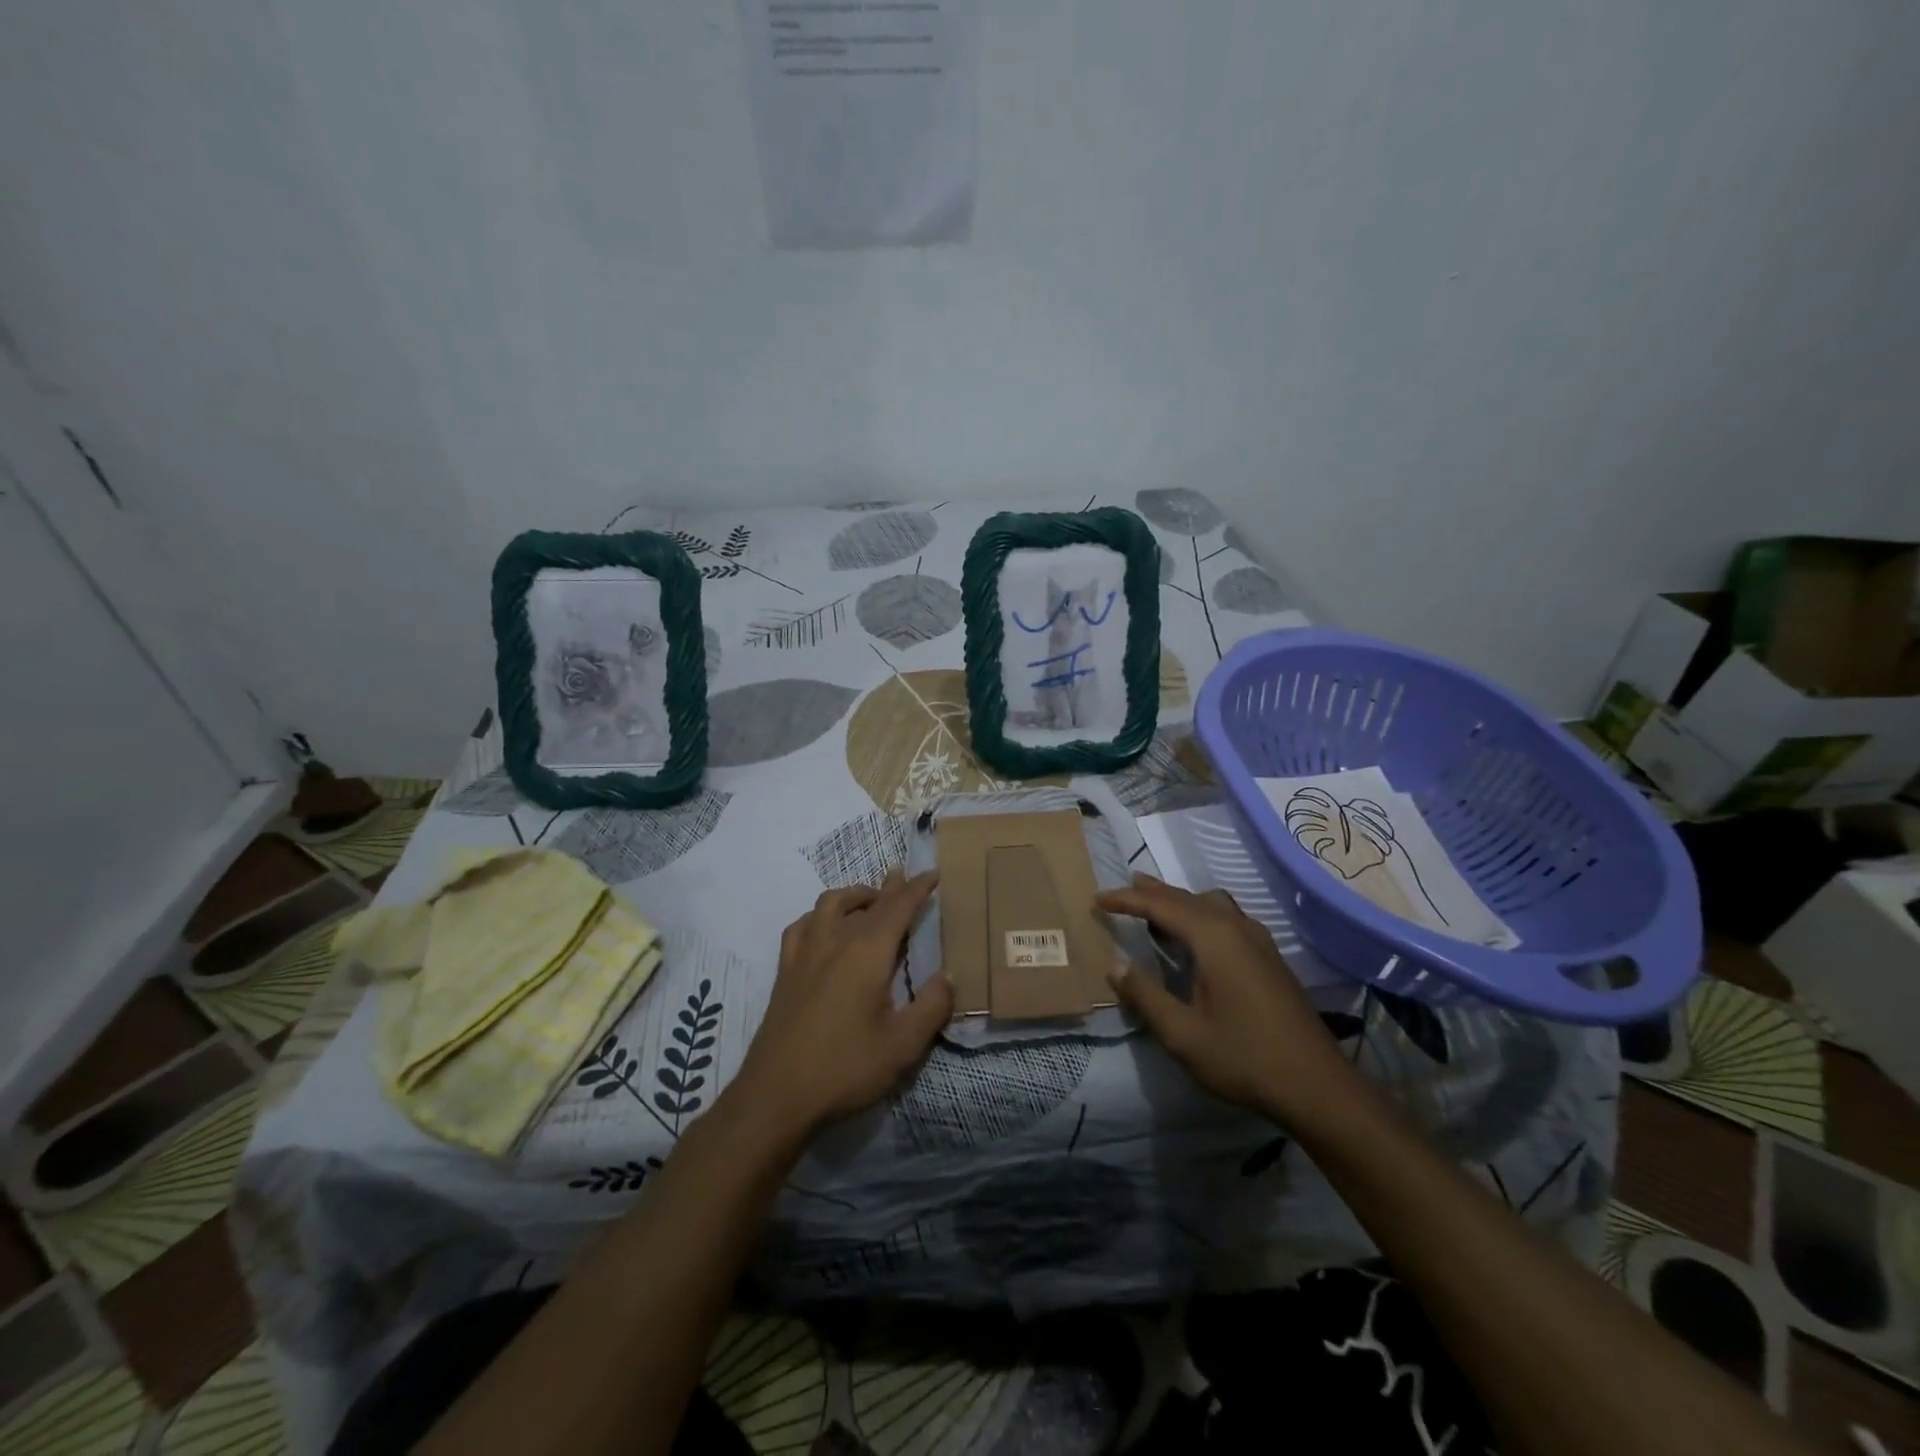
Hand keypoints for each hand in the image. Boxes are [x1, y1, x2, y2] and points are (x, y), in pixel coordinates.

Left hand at [731, 870, 950, 1139]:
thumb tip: (946, 977)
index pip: (898, 907)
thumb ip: (931, 1007)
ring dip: (853, 896)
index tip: (933, 874)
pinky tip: (823, 929)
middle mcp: (835, 942)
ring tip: (868, 902)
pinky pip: (802, 926)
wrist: (776, 1097)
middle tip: (904, 877)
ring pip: (829, 905)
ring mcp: (805, 954)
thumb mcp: (903, 1046)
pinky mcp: (785, 972)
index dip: (918, 889)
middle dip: (889, 888)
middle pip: (865, 902)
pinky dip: (818, 917)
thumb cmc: (845, 1069)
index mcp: (867, 953)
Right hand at [1097, 875, 1355, 1127]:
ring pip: (1211, 903)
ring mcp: (1258, 940)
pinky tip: (1196, 936)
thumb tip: (1115, 965)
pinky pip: (1226, 917)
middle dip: (1152, 892)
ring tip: (1155, 905)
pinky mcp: (1269, 957)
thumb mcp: (1182, 1034)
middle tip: (1122, 889)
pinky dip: (1201, 913)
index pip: (1161, 906)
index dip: (1127, 900)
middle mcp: (1236, 927)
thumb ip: (1145, 995)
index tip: (1098, 899)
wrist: (1317, 1087)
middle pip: (1187, 898)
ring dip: (1179, 901)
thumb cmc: (1244, 1058)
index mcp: (1213, 938)